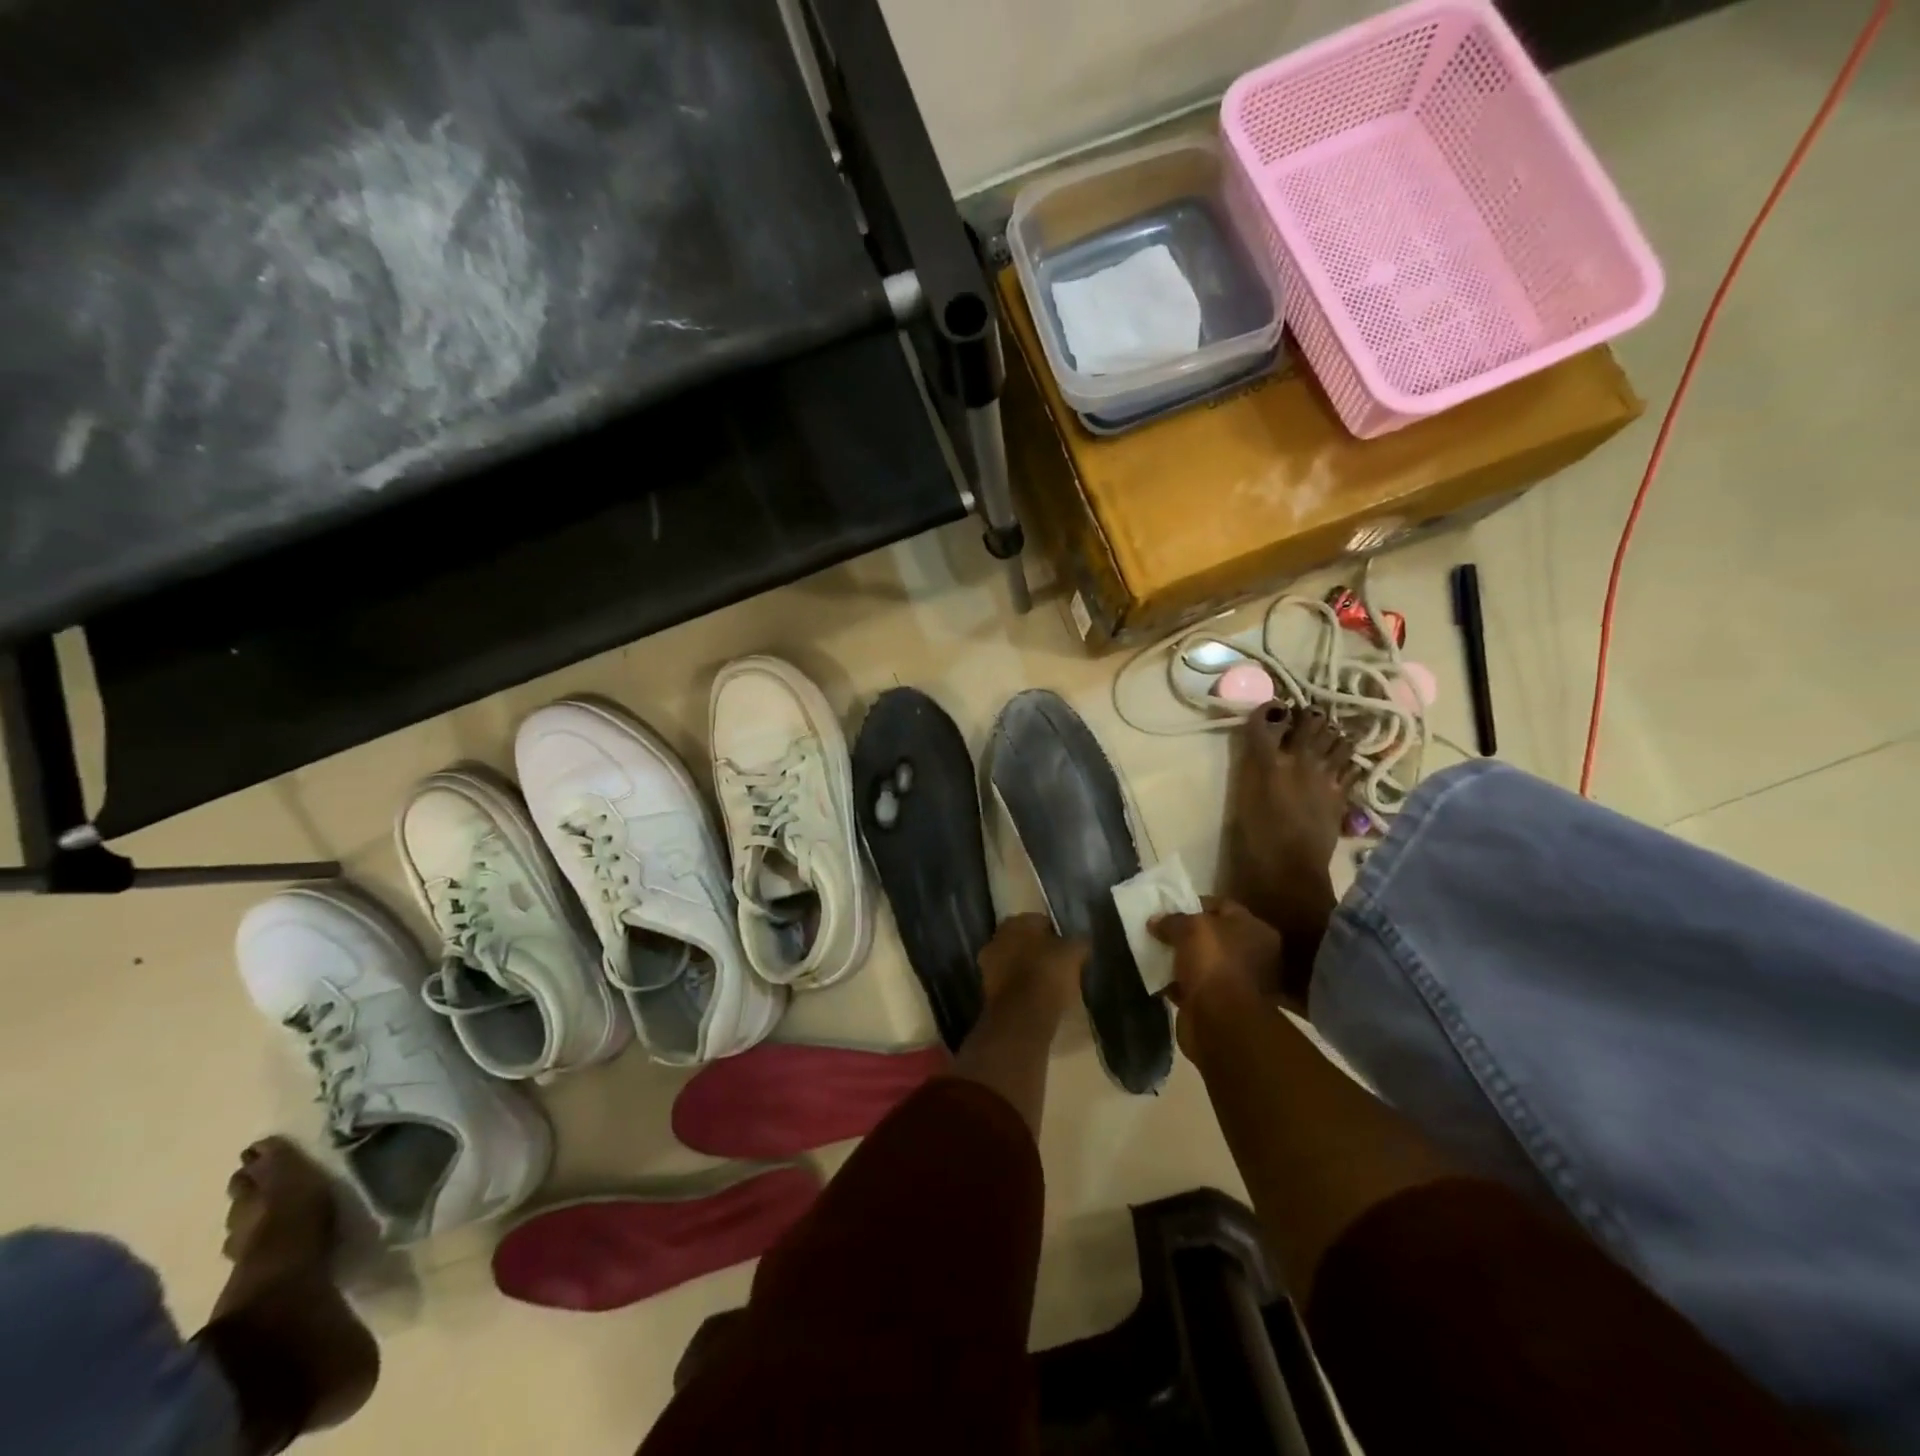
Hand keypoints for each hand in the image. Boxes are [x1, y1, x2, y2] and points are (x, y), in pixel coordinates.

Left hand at [978, 913, 1086, 1020]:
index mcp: (1017, 921)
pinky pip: (1008, 981)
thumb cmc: (1049, 974)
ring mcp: (988, 962)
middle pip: (1023, 940)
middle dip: (1038, 950)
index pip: (1041, 921)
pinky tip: (1035, 997)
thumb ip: (1078, 942)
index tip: (1068, 950)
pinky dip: (1018, 987)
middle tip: (1058, 966)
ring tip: (1048, 984)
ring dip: (1026, 968)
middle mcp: (998, 936)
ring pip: (1013, 960)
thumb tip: (1080, 941)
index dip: (1056, 935)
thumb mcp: (1075, 954)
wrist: (1022, 1016)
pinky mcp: (986, 988)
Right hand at [1149, 898, 1284, 1053]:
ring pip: (1202, 962)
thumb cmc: (1213, 962)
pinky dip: (1177, 983)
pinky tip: (1156, 977)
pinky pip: (1194, 986)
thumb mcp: (1189, 928)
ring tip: (1153, 951)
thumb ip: (1172, 920)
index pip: (1223, 906)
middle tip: (1159, 929)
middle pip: (1213, 936)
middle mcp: (1254, 955)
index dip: (1194, 903)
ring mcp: (1238, 983)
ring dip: (1181, 959)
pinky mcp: (1220, 1005)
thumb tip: (1155, 921)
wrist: (1219, 1020)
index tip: (1168, 906)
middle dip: (1186, 934)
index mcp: (1256, 930)